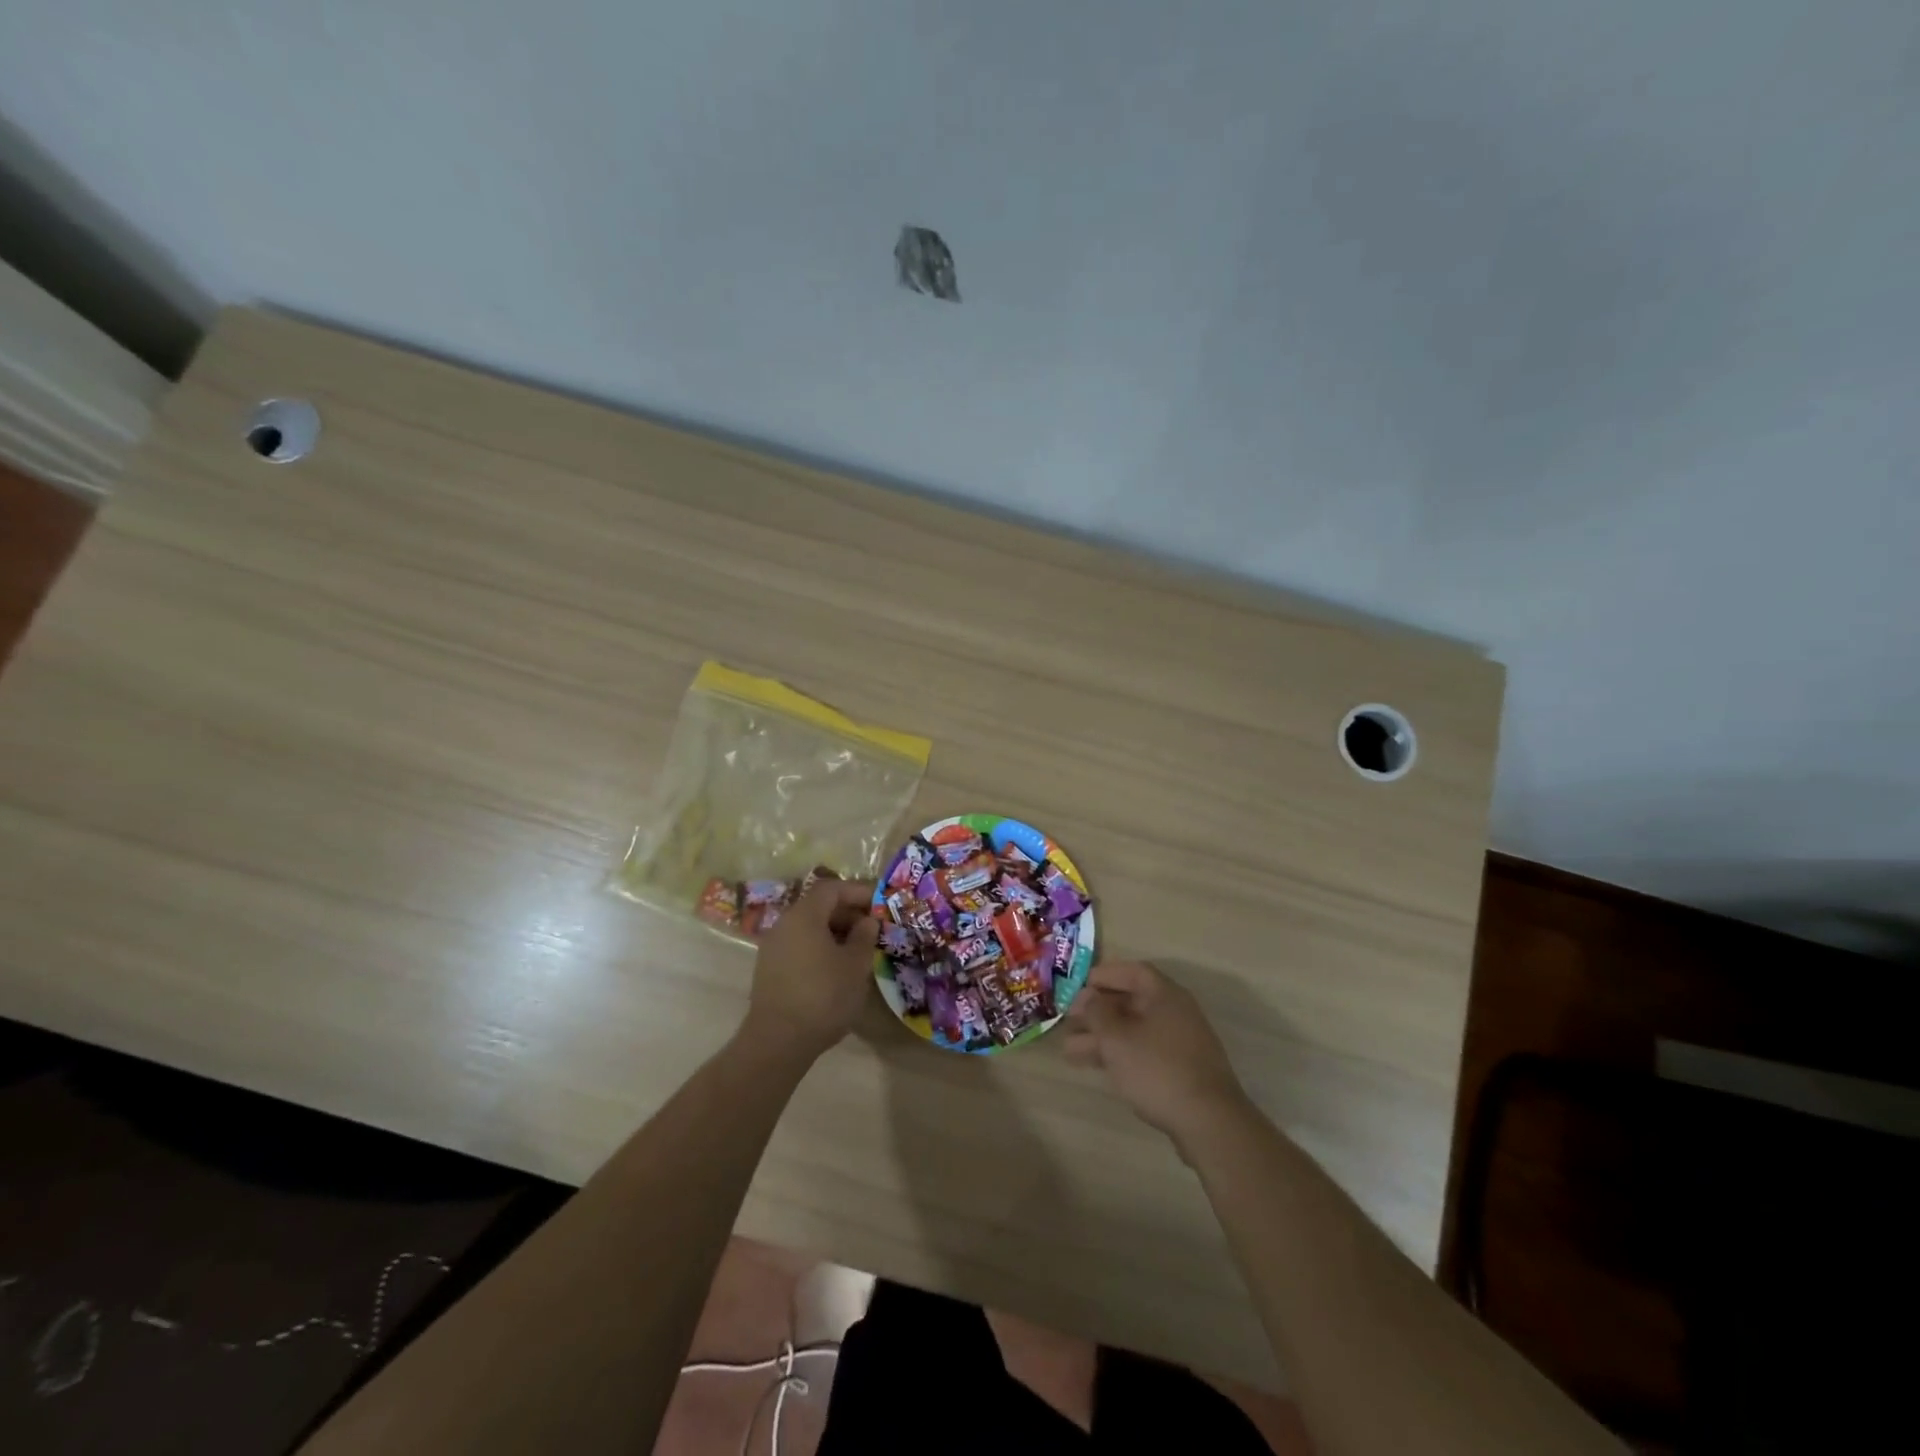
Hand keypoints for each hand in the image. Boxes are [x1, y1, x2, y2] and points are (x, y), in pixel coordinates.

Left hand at [741, 877, 879, 1062]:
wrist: (778, 1041)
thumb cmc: (823, 996)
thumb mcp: (855, 966)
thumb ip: (864, 937)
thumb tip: (867, 921)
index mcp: (804, 915)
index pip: (832, 889)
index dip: (857, 892)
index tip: (879, 903)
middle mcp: (784, 924)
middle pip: (818, 906)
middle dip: (848, 913)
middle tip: (873, 928)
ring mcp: (773, 947)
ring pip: (808, 927)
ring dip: (835, 932)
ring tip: (858, 949)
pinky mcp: (769, 969)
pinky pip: (799, 945)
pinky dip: (820, 947)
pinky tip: (836, 968)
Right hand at [1064, 961, 1250, 1150]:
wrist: (1208, 1122)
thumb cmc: (1157, 1069)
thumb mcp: (1117, 1038)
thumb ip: (1098, 1012)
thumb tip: (1088, 996)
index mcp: (1165, 995)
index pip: (1133, 972)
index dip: (1105, 975)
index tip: (1079, 986)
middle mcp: (1176, 1013)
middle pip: (1131, 1002)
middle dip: (1097, 1012)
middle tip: (1068, 1022)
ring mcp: (1180, 1043)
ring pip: (1134, 1031)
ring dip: (1102, 1037)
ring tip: (1069, 1051)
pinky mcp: (1180, 1070)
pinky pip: (1143, 1051)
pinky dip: (1119, 1054)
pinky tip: (1097, 1067)